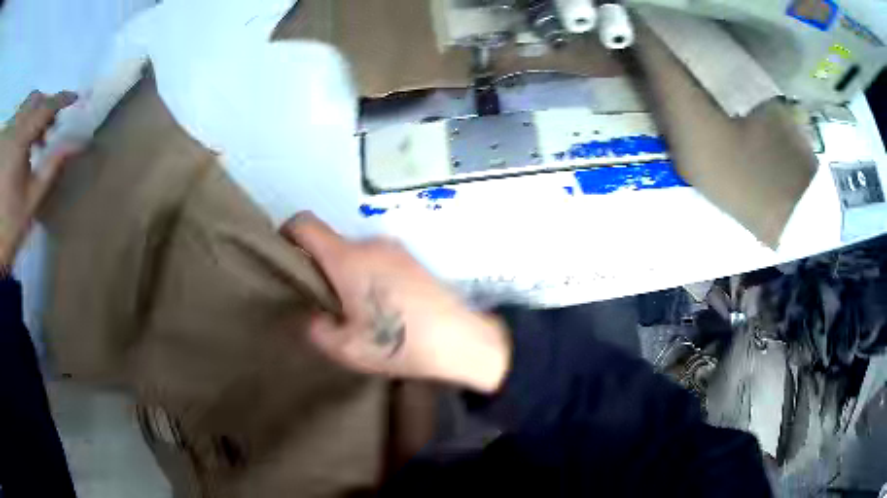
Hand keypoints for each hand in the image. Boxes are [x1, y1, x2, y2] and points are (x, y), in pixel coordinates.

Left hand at [0, 91, 78, 266]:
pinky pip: (16, 119)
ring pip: (25, 106)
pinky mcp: (8, 142)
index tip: (75, 98)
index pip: (46, 107)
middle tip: (48, 128)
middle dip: (43, 107)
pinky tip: (19, 144)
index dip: (62, 100)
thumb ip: (51, 169)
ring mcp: (11, 133)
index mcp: (21, 136)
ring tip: (32, 139)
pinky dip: (20, 123)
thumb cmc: (9, 224)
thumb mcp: (31, 200)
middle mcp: (15, 125)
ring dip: (31, 115)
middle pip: (34, 100)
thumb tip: (75, 145)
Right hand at [282, 212, 511, 393]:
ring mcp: (395, 248)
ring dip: (345, 272)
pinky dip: (367, 274)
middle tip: (322, 300)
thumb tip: (316, 316)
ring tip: (355, 308)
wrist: (461, 340)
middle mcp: (370, 243)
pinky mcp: (414, 259)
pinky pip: (377, 258)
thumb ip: (318, 329)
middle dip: (319, 265)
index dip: (286, 232)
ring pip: (355, 252)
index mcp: (347, 259)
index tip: (283, 254)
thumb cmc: (400, 343)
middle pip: (331, 242)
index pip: (305, 224)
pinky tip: (381, 305)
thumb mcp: (347, 349)